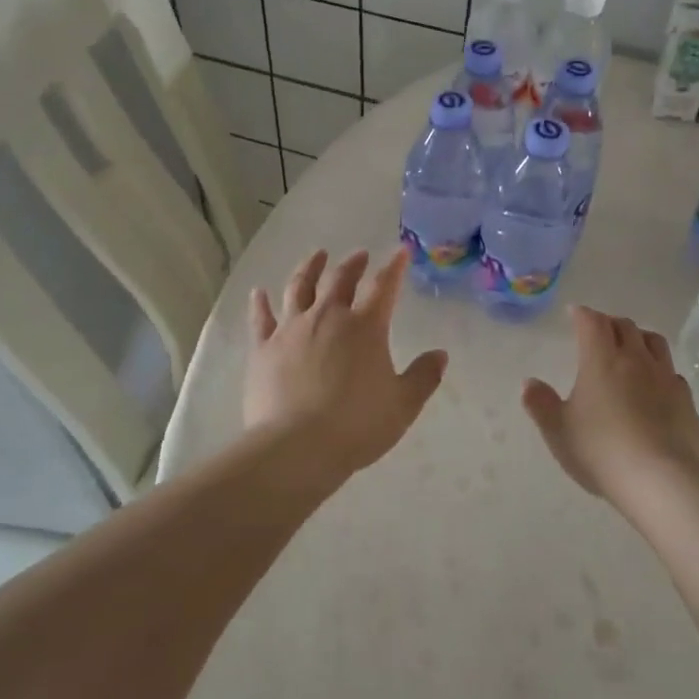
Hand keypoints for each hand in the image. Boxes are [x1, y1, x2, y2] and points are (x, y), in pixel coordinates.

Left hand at [244, 248, 446, 479]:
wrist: (296, 447)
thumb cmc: (357, 425)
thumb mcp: (403, 405)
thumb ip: (424, 377)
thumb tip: (440, 355)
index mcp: (365, 327)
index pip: (384, 286)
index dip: (394, 267)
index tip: (400, 252)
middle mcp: (327, 317)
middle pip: (340, 279)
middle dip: (353, 264)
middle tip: (359, 255)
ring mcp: (291, 329)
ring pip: (299, 287)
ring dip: (310, 268)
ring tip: (317, 256)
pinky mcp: (263, 348)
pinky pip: (261, 318)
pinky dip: (260, 303)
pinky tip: (258, 292)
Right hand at [522, 306, 698, 499]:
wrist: (660, 480)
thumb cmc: (600, 450)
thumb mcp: (558, 431)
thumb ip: (541, 404)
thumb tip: (529, 383)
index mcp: (601, 360)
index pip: (592, 322)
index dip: (582, 314)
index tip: (575, 314)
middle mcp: (636, 360)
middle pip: (626, 326)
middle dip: (610, 323)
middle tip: (600, 332)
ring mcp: (666, 378)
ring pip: (655, 343)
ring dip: (640, 339)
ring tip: (632, 349)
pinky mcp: (687, 401)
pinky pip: (673, 374)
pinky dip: (661, 371)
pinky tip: (656, 387)